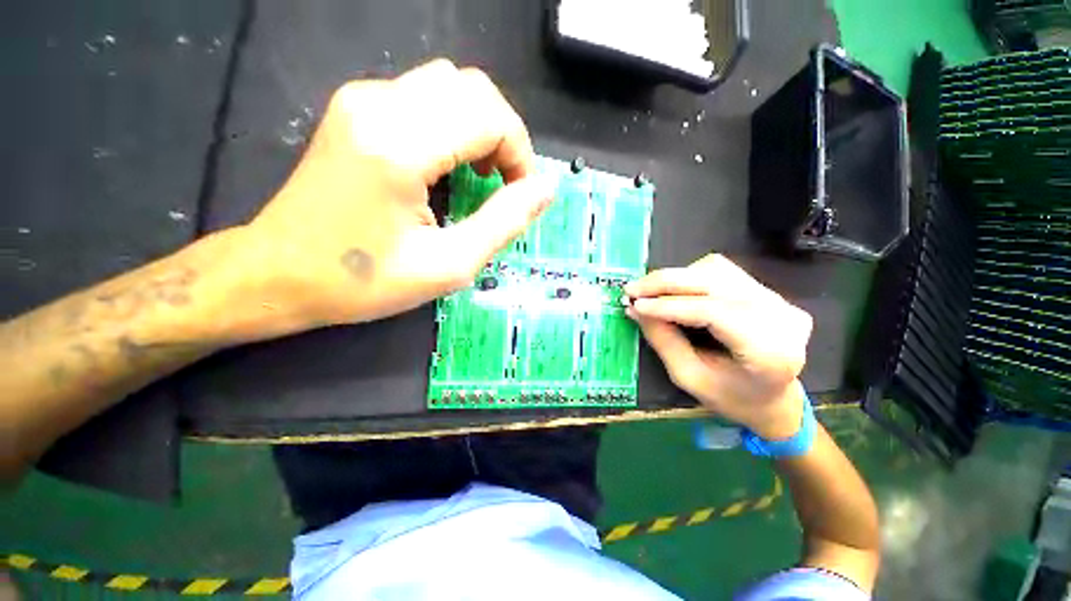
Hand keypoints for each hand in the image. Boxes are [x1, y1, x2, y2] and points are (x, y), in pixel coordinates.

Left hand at [238, 59, 553, 333]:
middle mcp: (382, 106)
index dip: (518, 151)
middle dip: (498, 130)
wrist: (277, 268)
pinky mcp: (350, 101)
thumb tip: (544, 188)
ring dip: (470, 116)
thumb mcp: (440, 268)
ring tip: (463, 162)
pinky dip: (437, 112)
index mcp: (401, 147)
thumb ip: (503, 223)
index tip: (515, 189)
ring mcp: (362, 98)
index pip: (491, 117)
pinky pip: (414, 87)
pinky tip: (424, 152)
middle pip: (473, 87)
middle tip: (492, 177)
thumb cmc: (353, 280)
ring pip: (446, 79)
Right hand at [625, 255, 812, 439]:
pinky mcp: (773, 291)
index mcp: (767, 351)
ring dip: (682, 277)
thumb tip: (638, 310)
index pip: (714, 312)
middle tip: (633, 290)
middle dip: (670, 283)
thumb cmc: (736, 401)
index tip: (635, 305)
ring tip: (652, 293)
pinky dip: (697, 277)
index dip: (672, 306)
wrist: (777, 399)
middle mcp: (778, 316)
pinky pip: (729, 272)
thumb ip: (667, 344)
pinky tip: (679, 291)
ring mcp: (779, 299)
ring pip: (721, 270)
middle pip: (717, 281)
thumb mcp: (696, 381)